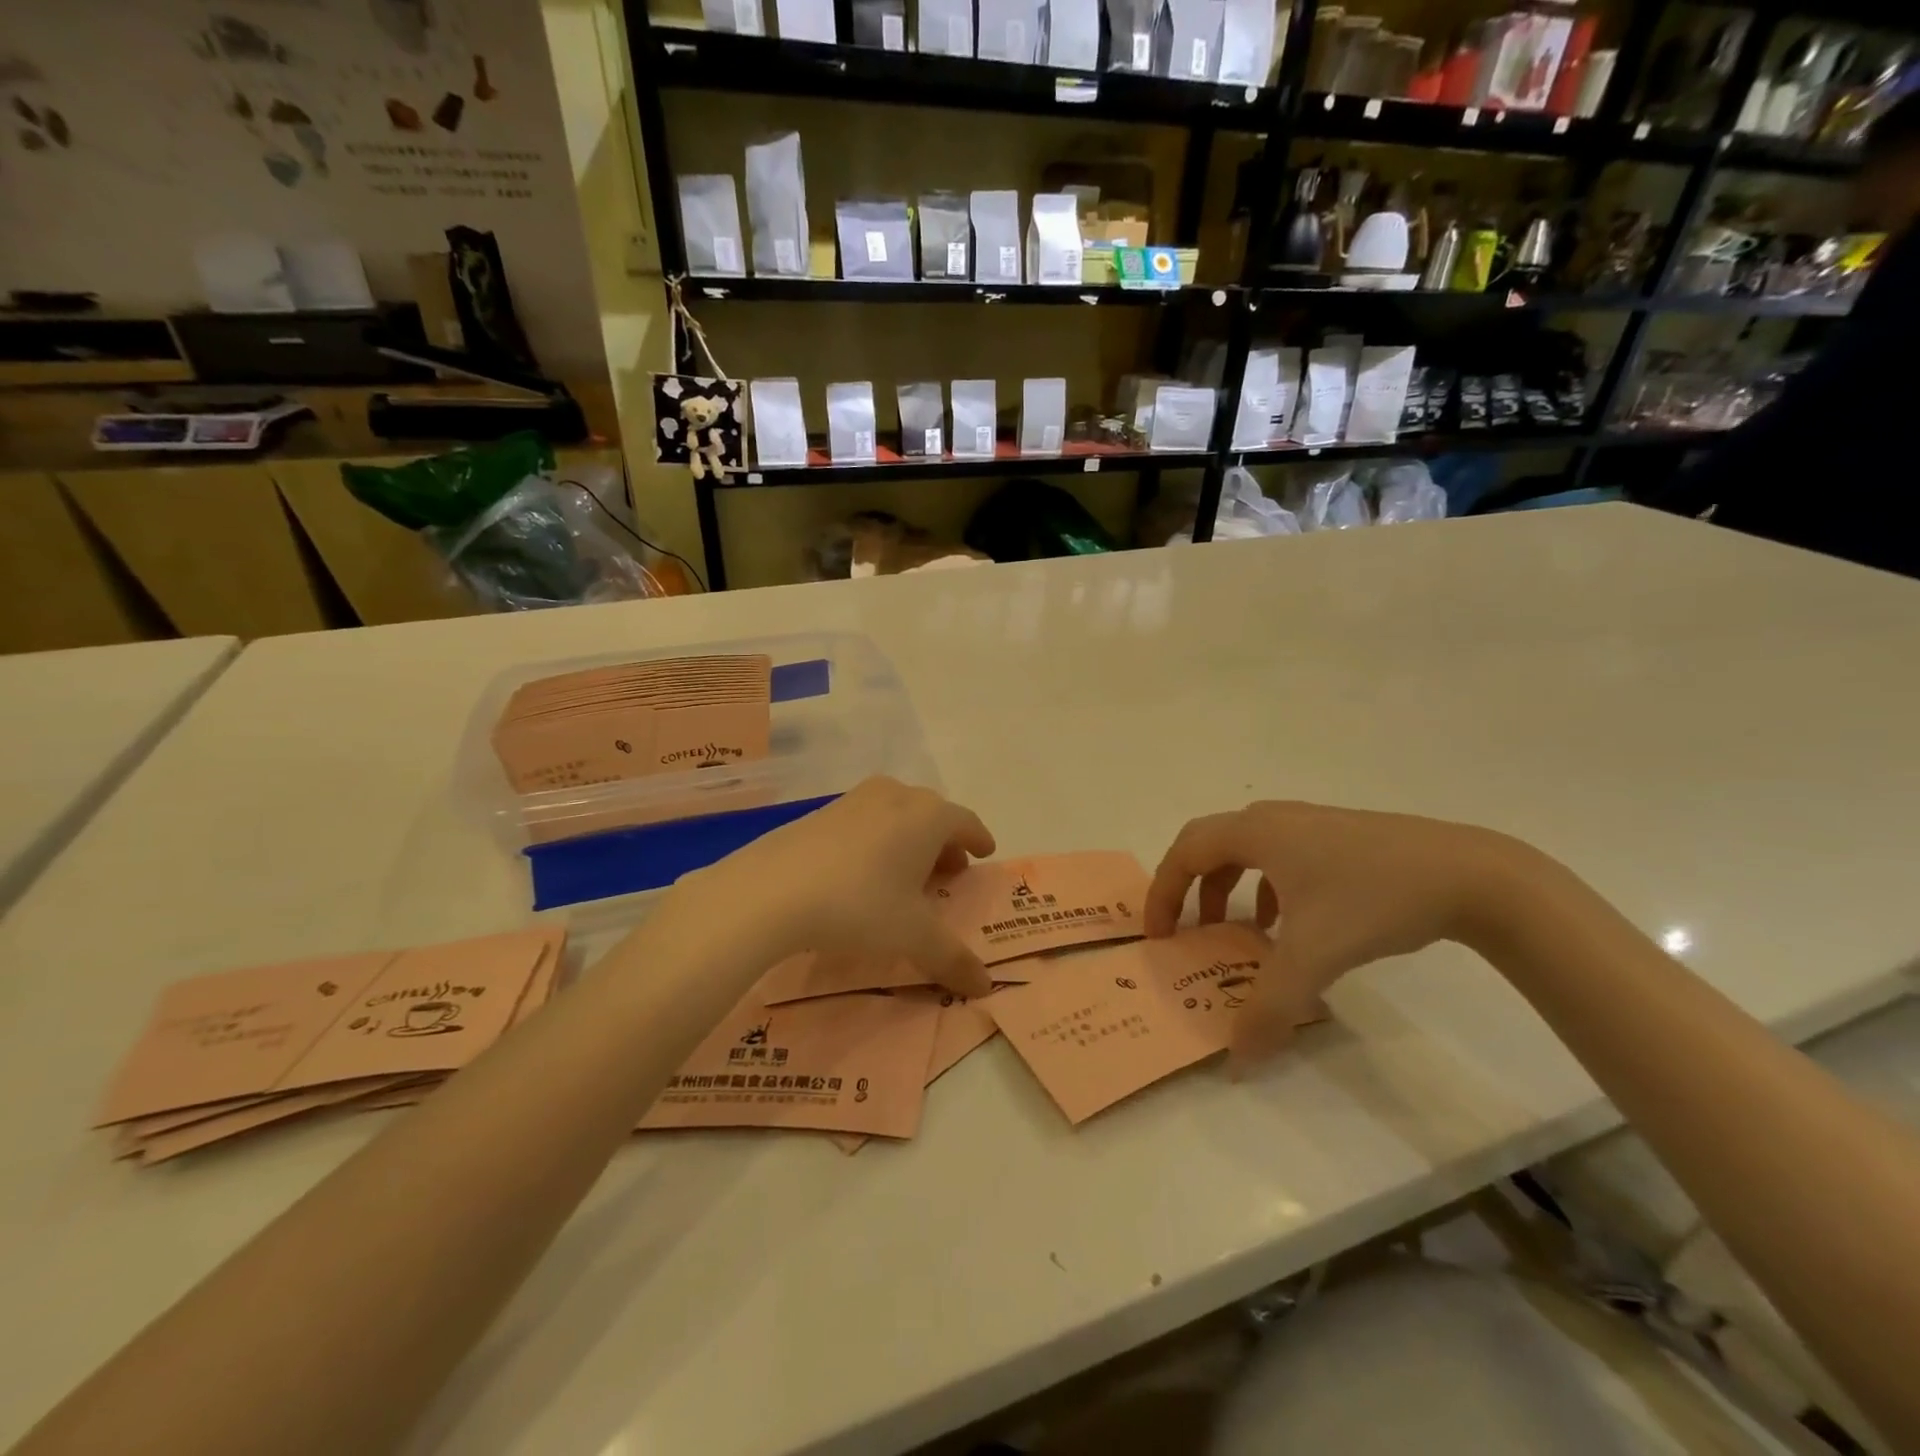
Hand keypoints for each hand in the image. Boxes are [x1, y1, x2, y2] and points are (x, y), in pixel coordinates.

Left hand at [666, 777, 997, 996]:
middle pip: (931, 814)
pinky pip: (864, 822)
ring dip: (909, 840)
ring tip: (906, 875)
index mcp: (928, 816)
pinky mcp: (819, 813)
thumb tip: (985, 987)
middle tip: (948, 872)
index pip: (965, 822)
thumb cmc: (860, 904)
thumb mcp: (912, 936)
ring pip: (895, 814)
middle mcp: (895, 797)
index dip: (978, 839)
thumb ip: (952, 959)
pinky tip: (862, 873)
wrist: (771, 890)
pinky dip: (876, 841)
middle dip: (944, 842)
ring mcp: (854, 800)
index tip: (985, 853)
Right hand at [1146, 802, 1532, 1065]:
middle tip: (1189, 930)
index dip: (1163, 892)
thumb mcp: (1315, 957)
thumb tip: (1236, 1060)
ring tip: (1241, 932)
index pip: (1185, 853)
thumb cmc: (1375, 899)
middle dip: (1191, 888)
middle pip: (1210, 844)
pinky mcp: (1342, 837)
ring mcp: (1312, 824)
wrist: (1472, 874)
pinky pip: (1283, 856)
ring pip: (1248, 850)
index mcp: (1255, 832)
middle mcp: (1275, 819)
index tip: (1159, 935)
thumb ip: (1269, 1008)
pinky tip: (1294, 924)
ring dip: (1230, 888)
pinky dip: (1269, 887)